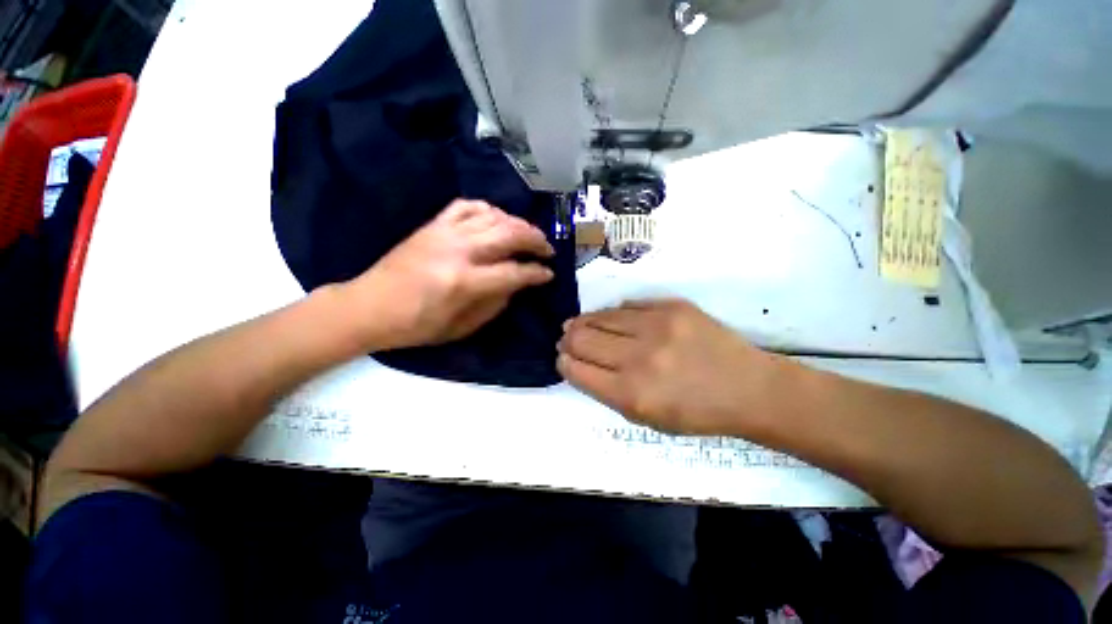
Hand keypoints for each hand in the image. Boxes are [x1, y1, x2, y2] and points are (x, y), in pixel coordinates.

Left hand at [341, 200, 554, 350]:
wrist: (369, 306)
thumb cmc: (417, 325)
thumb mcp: (462, 327)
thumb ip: (495, 304)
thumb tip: (516, 285)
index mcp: (465, 282)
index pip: (514, 272)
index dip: (537, 273)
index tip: (549, 274)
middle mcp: (459, 250)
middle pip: (510, 234)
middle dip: (536, 240)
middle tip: (547, 249)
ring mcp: (445, 232)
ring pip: (493, 216)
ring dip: (518, 223)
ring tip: (528, 235)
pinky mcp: (433, 224)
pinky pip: (467, 206)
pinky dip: (488, 209)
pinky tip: (497, 219)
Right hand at [558, 299, 789, 435]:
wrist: (748, 388)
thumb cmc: (696, 413)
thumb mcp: (646, 418)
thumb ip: (608, 392)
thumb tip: (581, 364)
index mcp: (631, 394)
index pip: (578, 370)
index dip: (564, 362)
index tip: (562, 358)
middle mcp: (639, 358)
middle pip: (582, 339)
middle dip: (567, 339)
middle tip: (566, 338)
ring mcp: (657, 326)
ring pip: (600, 317)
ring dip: (584, 322)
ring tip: (579, 324)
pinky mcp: (672, 306)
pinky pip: (627, 305)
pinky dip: (613, 314)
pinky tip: (610, 318)